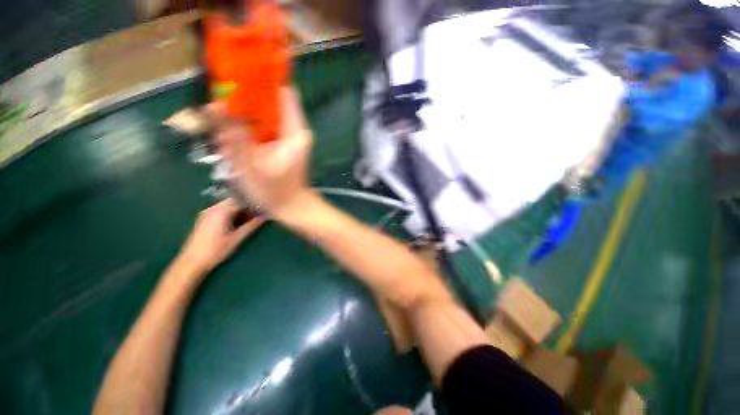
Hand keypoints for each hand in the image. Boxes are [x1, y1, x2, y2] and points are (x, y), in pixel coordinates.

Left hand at [178, 199, 265, 273]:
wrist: (192, 262)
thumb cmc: (216, 250)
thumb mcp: (238, 238)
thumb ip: (252, 225)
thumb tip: (266, 216)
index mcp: (221, 211)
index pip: (242, 200)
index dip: (255, 204)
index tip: (265, 209)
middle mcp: (213, 208)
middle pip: (235, 201)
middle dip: (248, 206)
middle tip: (259, 215)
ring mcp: (207, 213)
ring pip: (228, 206)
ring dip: (240, 210)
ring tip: (250, 219)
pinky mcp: (205, 218)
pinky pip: (222, 210)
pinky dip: (232, 213)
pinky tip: (237, 222)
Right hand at [207, 87, 313, 220]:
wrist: (291, 208)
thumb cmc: (276, 191)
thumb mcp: (251, 164)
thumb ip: (235, 135)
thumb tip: (217, 104)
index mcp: (295, 131)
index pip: (283, 93)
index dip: (261, 81)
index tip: (235, 77)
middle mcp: (294, 130)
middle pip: (269, 103)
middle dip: (244, 102)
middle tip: (220, 109)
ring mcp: (288, 138)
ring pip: (262, 116)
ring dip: (242, 120)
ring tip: (225, 136)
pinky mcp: (281, 145)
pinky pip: (261, 130)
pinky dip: (246, 132)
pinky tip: (233, 145)